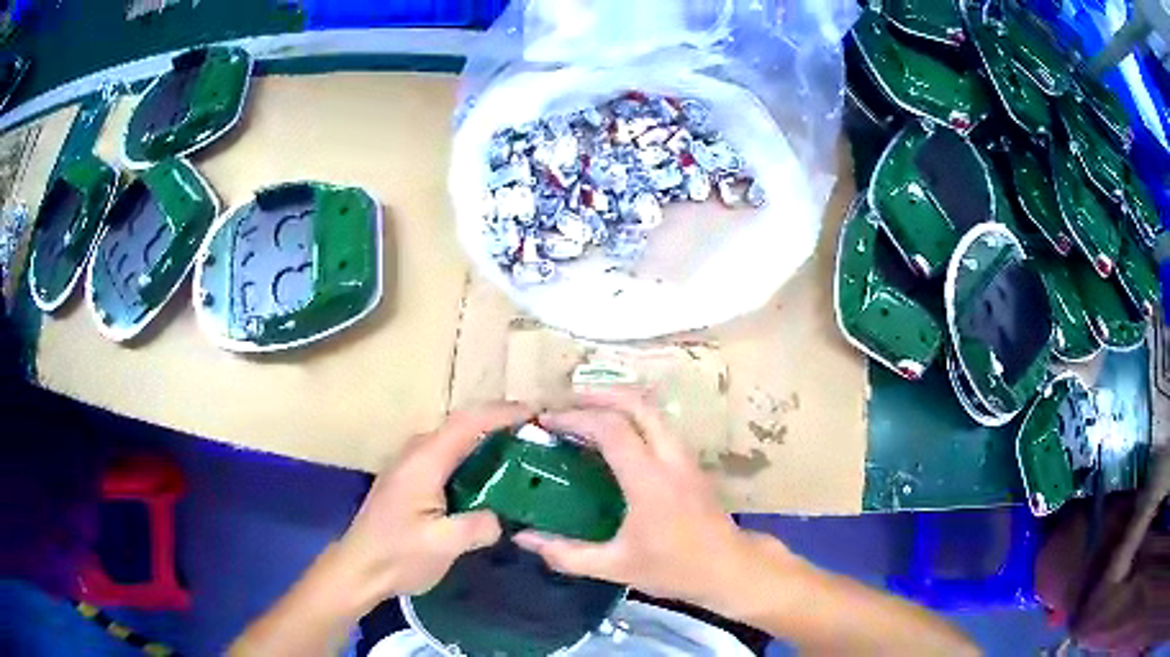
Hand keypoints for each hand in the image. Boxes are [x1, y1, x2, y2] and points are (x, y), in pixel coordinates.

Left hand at [335, 402, 532, 606]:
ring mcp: (408, 465)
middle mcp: (415, 454)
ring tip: (516, 447)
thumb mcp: (443, 546)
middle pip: (459, 424)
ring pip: (451, 438)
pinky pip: (444, 453)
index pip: (466, 424)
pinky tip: (486, 474)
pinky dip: (469, 453)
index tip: (534, 413)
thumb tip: (501, 518)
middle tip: (532, 431)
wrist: (358, 568)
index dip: (501, 413)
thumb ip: (479, 527)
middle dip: (496, 421)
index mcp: (424, 463)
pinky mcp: (407, 479)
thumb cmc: (398, 556)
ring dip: (482, 436)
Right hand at [513, 391, 781, 607]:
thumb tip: (523, 538)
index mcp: (649, 480)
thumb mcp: (615, 567)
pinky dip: (634, 418)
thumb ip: (566, 554)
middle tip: (565, 401)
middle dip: (599, 394)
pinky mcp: (691, 463)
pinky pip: (660, 425)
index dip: (575, 418)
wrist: (729, 569)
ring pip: (653, 411)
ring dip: (618, 402)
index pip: (611, 429)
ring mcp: (685, 457)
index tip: (546, 421)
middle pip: (637, 404)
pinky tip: (616, 437)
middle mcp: (670, 457)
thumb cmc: (674, 568)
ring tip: (587, 412)